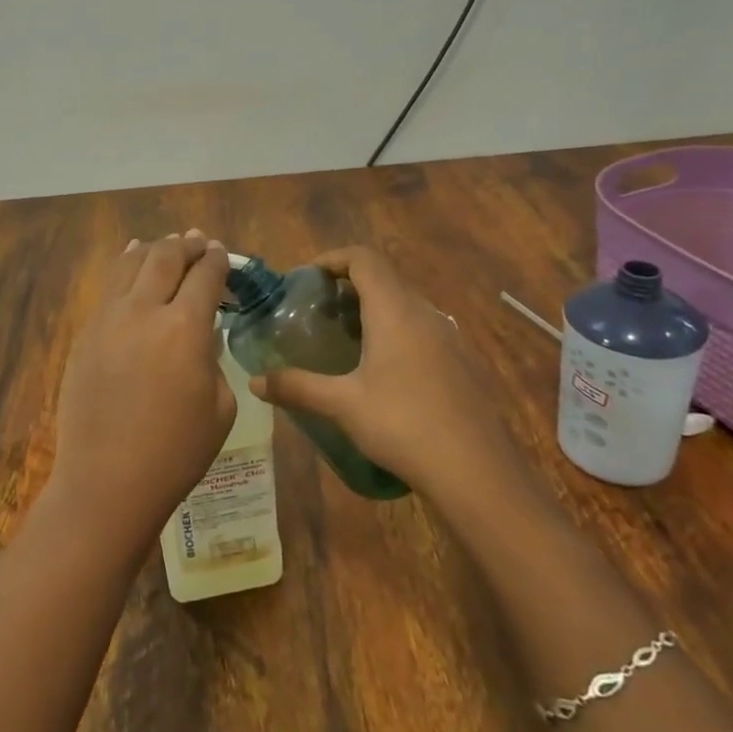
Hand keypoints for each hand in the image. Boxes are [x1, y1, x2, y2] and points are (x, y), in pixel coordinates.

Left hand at [47, 231, 236, 552]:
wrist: (108, 480)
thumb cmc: (176, 452)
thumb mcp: (219, 406)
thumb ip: (212, 358)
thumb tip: (200, 334)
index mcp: (185, 328)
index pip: (204, 276)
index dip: (216, 260)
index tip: (220, 253)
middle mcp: (144, 311)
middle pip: (166, 258)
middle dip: (185, 246)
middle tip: (196, 242)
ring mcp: (108, 318)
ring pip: (131, 263)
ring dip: (153, 249)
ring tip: (165, 245)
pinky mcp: (86, 332)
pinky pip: (108, 286)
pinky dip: (124, 266)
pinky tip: (130, 260)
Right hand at [248, 246, 525, 501]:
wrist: (478, 473)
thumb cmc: (404, 425)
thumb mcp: (342, 405)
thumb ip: (297, 387)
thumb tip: (254, 381)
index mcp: (394, 310)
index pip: (363, 258)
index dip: (333, 258)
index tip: (307, 278)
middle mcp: (425, 313)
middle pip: (384, 279)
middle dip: (349, 286)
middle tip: (319, 312)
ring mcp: (450, 337)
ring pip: (405, 306)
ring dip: (374, 311)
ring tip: (346, 341)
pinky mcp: (463, 363)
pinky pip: (423, 330)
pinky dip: (397, 333)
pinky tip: (384, 373)